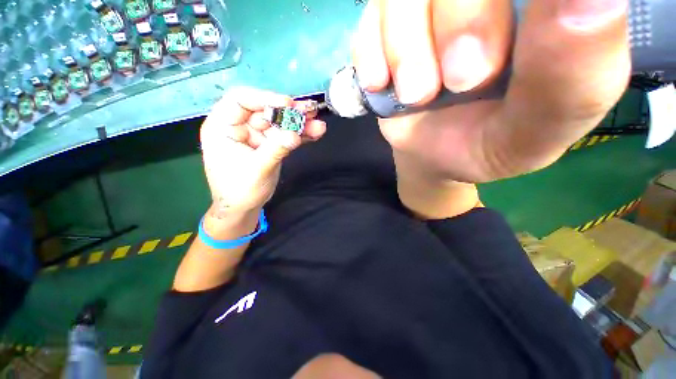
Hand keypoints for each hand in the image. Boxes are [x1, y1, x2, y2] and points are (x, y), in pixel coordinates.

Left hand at [200, 87, 326, 218]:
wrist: (243, 208)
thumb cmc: (240, 190)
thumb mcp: (257, 169)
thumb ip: (276, 150)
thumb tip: (295, 134)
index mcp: (223, 126)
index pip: (240, 100)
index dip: (265, 98)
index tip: (288, 104)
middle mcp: (240, 126)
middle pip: (267, 111)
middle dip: (290, 112)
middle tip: (311, 112)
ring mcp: (257, 136)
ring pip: (280, 123)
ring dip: (300, 124)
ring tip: (319, 125)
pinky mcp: (270, 145)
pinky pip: (286, 136)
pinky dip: (300, 135)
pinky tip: (315, 134)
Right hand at [352, 0, 629, 182]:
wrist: (434, 153)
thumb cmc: (489, 144)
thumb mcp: (537, 130)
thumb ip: (574, 77)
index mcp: (548, 8)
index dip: (492, 3)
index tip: (494, 58)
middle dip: (460, 21)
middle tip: (460, 82)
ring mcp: (429, 4)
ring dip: (405, 48)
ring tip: (416, 96)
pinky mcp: (386, 27)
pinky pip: (371, 17)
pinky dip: (371, 52)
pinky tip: (381, 84)